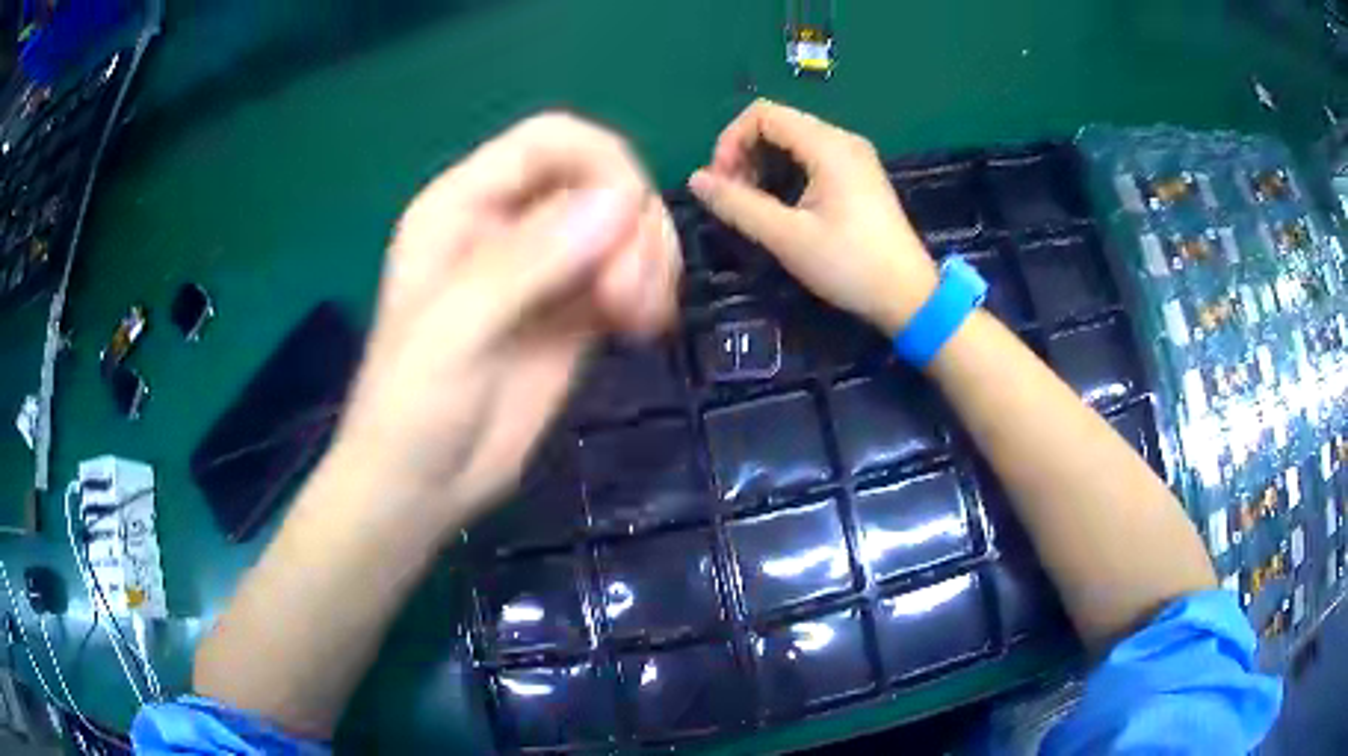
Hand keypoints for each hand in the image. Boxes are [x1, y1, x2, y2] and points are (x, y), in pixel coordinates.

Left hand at [329, 113, 680, 527]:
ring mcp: (544, 267)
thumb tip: (621, 201)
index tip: (630, 223)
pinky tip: (646, 327)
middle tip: (630, 296)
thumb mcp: (455, 332)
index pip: (548, 141)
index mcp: (461, 206)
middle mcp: (507, 223)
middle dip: (633, 225)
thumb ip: (528, 263)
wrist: (422, 486)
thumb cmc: (413, 408)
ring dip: (650, 258)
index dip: (603, 164)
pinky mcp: (573, 310)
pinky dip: (652, 287)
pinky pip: (630, 272)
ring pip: (624, 225)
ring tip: (641, 318)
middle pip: (599, 178)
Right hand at [688, 99, 937, 333]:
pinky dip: (786, 171)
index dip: (730, 140)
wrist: (909, 297)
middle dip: (744, 153)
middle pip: (777, 123)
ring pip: (793, 140)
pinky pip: (811, 157)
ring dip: (763, 163)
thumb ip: (738, 204)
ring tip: (752, 203)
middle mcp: (842, 140)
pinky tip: (781, 204)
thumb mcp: (787, 237)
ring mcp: (854, 156)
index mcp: (828, 145)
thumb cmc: (850, 266)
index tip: (721, 182)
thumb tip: (696, 179)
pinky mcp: (858, 175)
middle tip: (733, 197)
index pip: (762, 114)